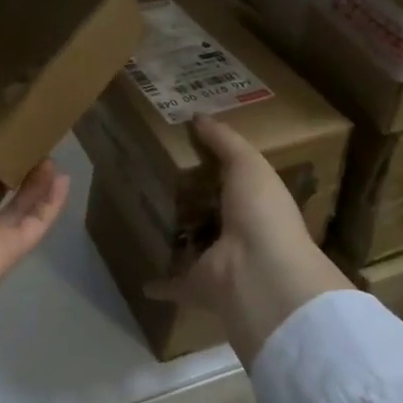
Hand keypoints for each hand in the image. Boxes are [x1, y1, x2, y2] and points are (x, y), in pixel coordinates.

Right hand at [148, 114, 354, 367]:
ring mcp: (217, 263)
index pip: (234, 182)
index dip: (215, 167)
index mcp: (254, 204)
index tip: (188, 151)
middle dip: (190, 202)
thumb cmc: (261, 213)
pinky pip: (173, 284)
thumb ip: (224, 141)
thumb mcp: (247, 164)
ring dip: (176, 239)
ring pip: (192, 247)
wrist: (261, 273)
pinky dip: (159, 284)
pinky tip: (141, 279)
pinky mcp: (196, 286)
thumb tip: (197, 115)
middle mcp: (238, 235)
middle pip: (210, 214)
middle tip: (156, 182)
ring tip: (145, 220)